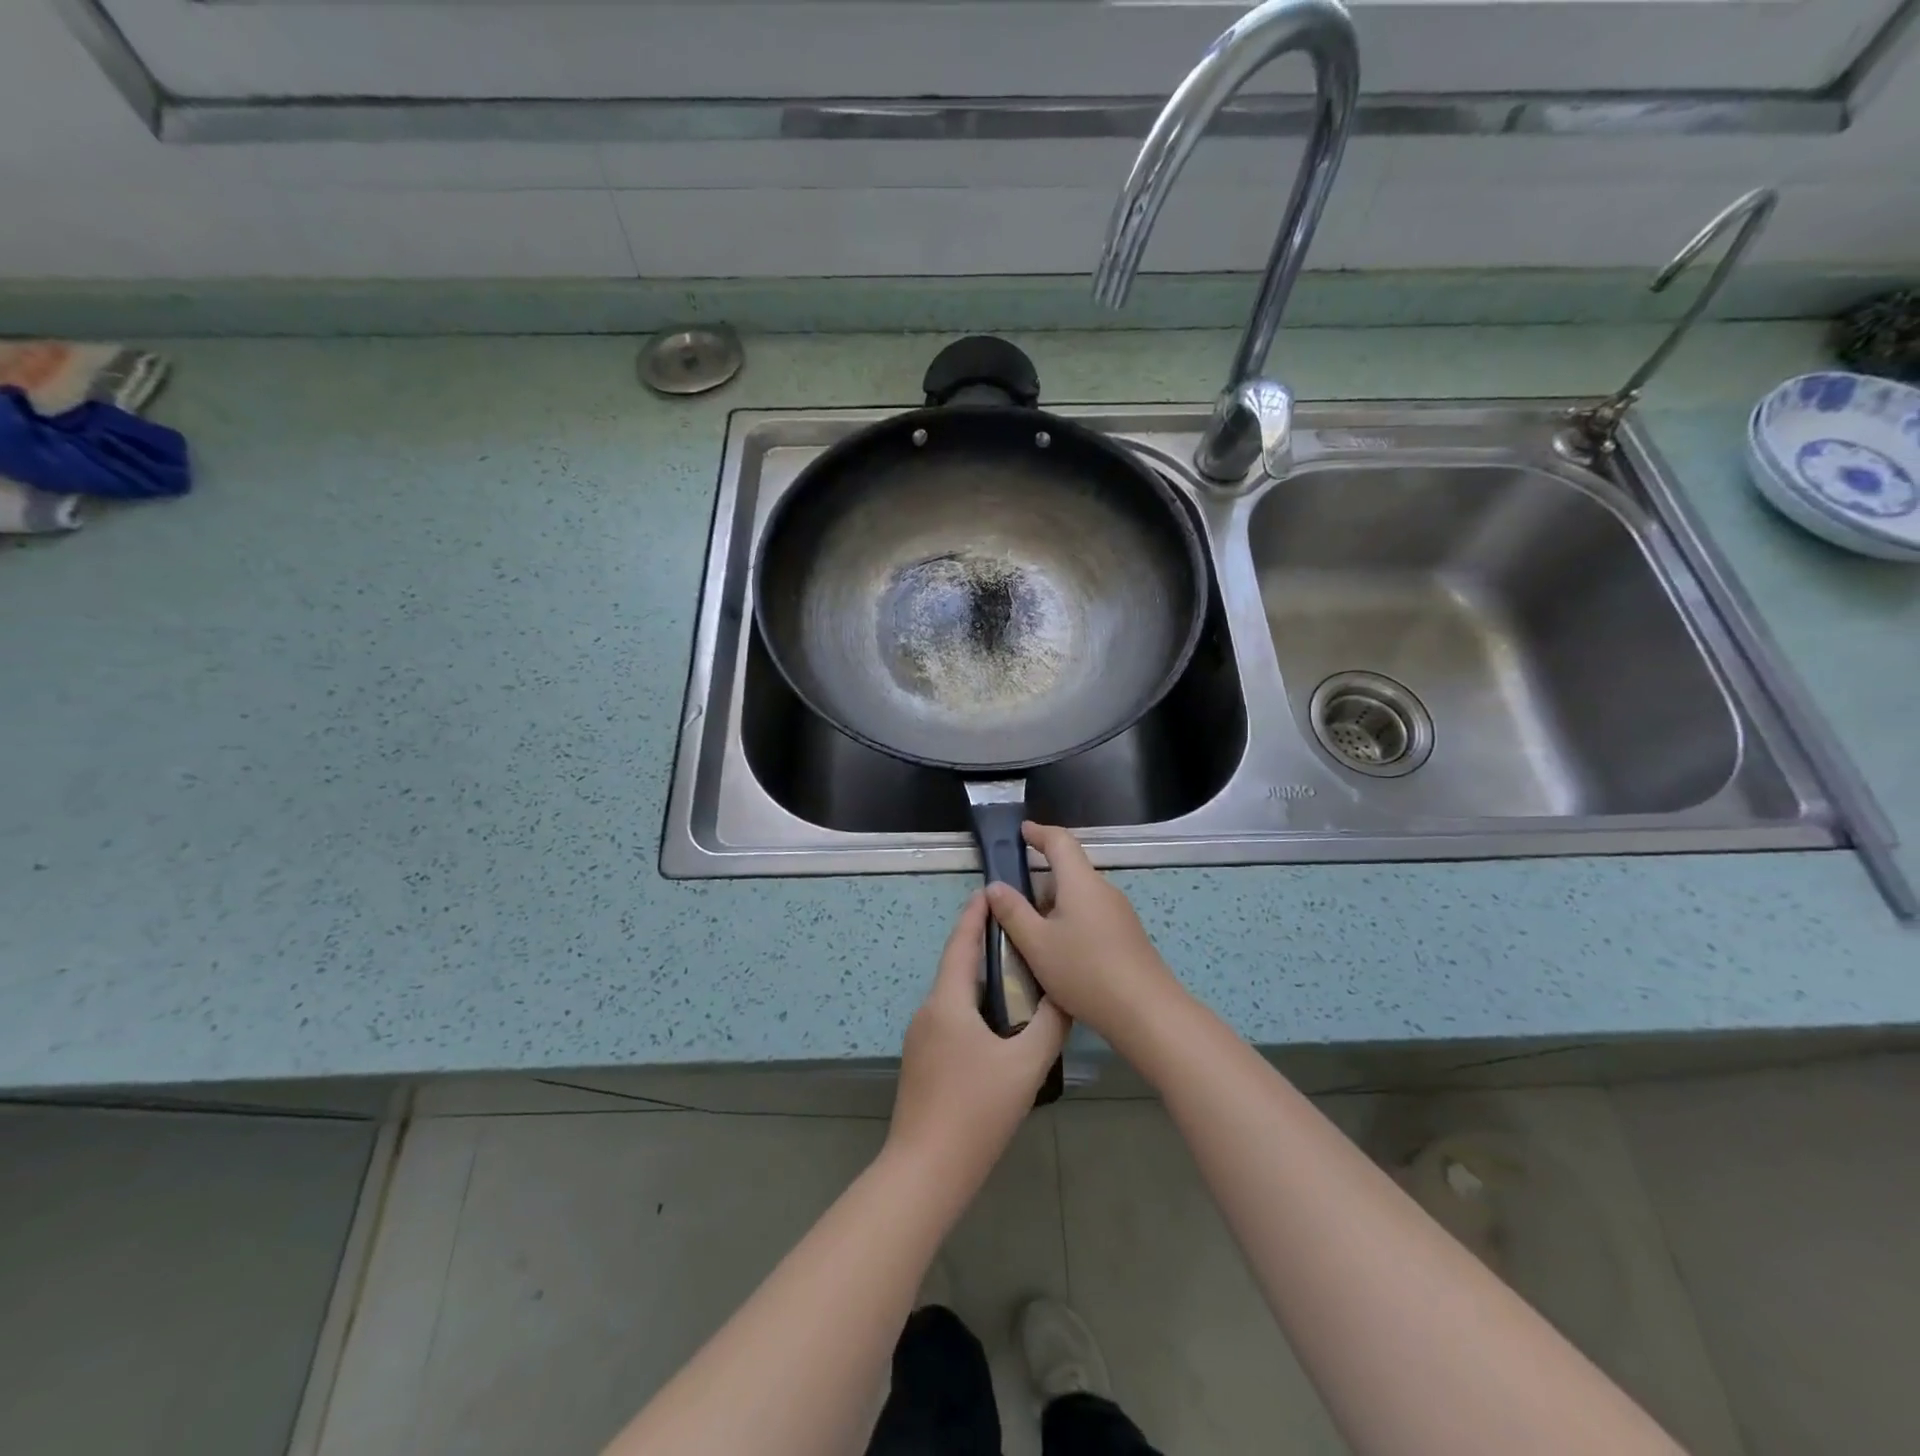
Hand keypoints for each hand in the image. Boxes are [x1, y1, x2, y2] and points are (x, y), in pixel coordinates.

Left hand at [886, 891, 1069, 1195]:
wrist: (925, 1170)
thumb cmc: (976, 1110)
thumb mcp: (1025, 1066)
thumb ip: (1050, 1026)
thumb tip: (1066, 996)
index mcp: (947, 1002)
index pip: (960, 944)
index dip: (974, 915)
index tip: (990, 892)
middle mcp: (928, 1012)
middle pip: (957, 969)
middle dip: (984, 949)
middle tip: (1021, 937)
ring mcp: (920, 1039)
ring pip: (954, 998)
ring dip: (981, 983)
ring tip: (1017, 979)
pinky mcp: (922, 1063)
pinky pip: (950, 1021)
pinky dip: (974, 1010)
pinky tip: (998, 1028)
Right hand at [984, 822, 1184, 1050]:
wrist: (1146, 1012)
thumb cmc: (1085, 971)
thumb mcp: (1036, 944)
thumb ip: (1012, 912)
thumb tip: (994, 886)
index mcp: (1081, 882)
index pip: (1060, 841)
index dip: (1039, 833)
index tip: (1022, 831)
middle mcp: (1103, 890)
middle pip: (1069, 872)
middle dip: (1040, 881)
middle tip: (1013, 902)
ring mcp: (1119, 914)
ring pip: (1079, 897)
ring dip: (1053, 907)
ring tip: (1030, 935)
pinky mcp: (1126, 936)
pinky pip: (1091, 916)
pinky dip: (1069, 923)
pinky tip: (1059, 954)